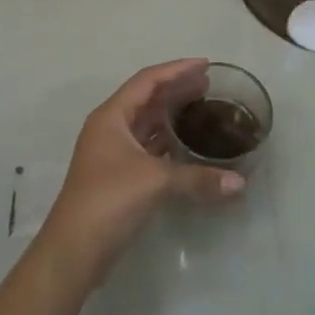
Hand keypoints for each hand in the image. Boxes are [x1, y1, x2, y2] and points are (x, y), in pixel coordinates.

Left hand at [38, 59, 245, 282]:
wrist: (74, 250)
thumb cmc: (109, 200)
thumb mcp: (155, 182)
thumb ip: (198, 178)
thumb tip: (240, 183)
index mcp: (112, 116)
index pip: (147, 80)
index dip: (177, 69)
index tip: (205, 65)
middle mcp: (110, 127)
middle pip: (146, 98)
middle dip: (176, 89)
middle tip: (208, 85)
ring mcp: (112, 152)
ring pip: (146, 122)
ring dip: (171, 113)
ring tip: (201, 107)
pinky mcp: (117, 175)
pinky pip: (146, 145)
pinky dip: (166, 140)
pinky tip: (186, 143)